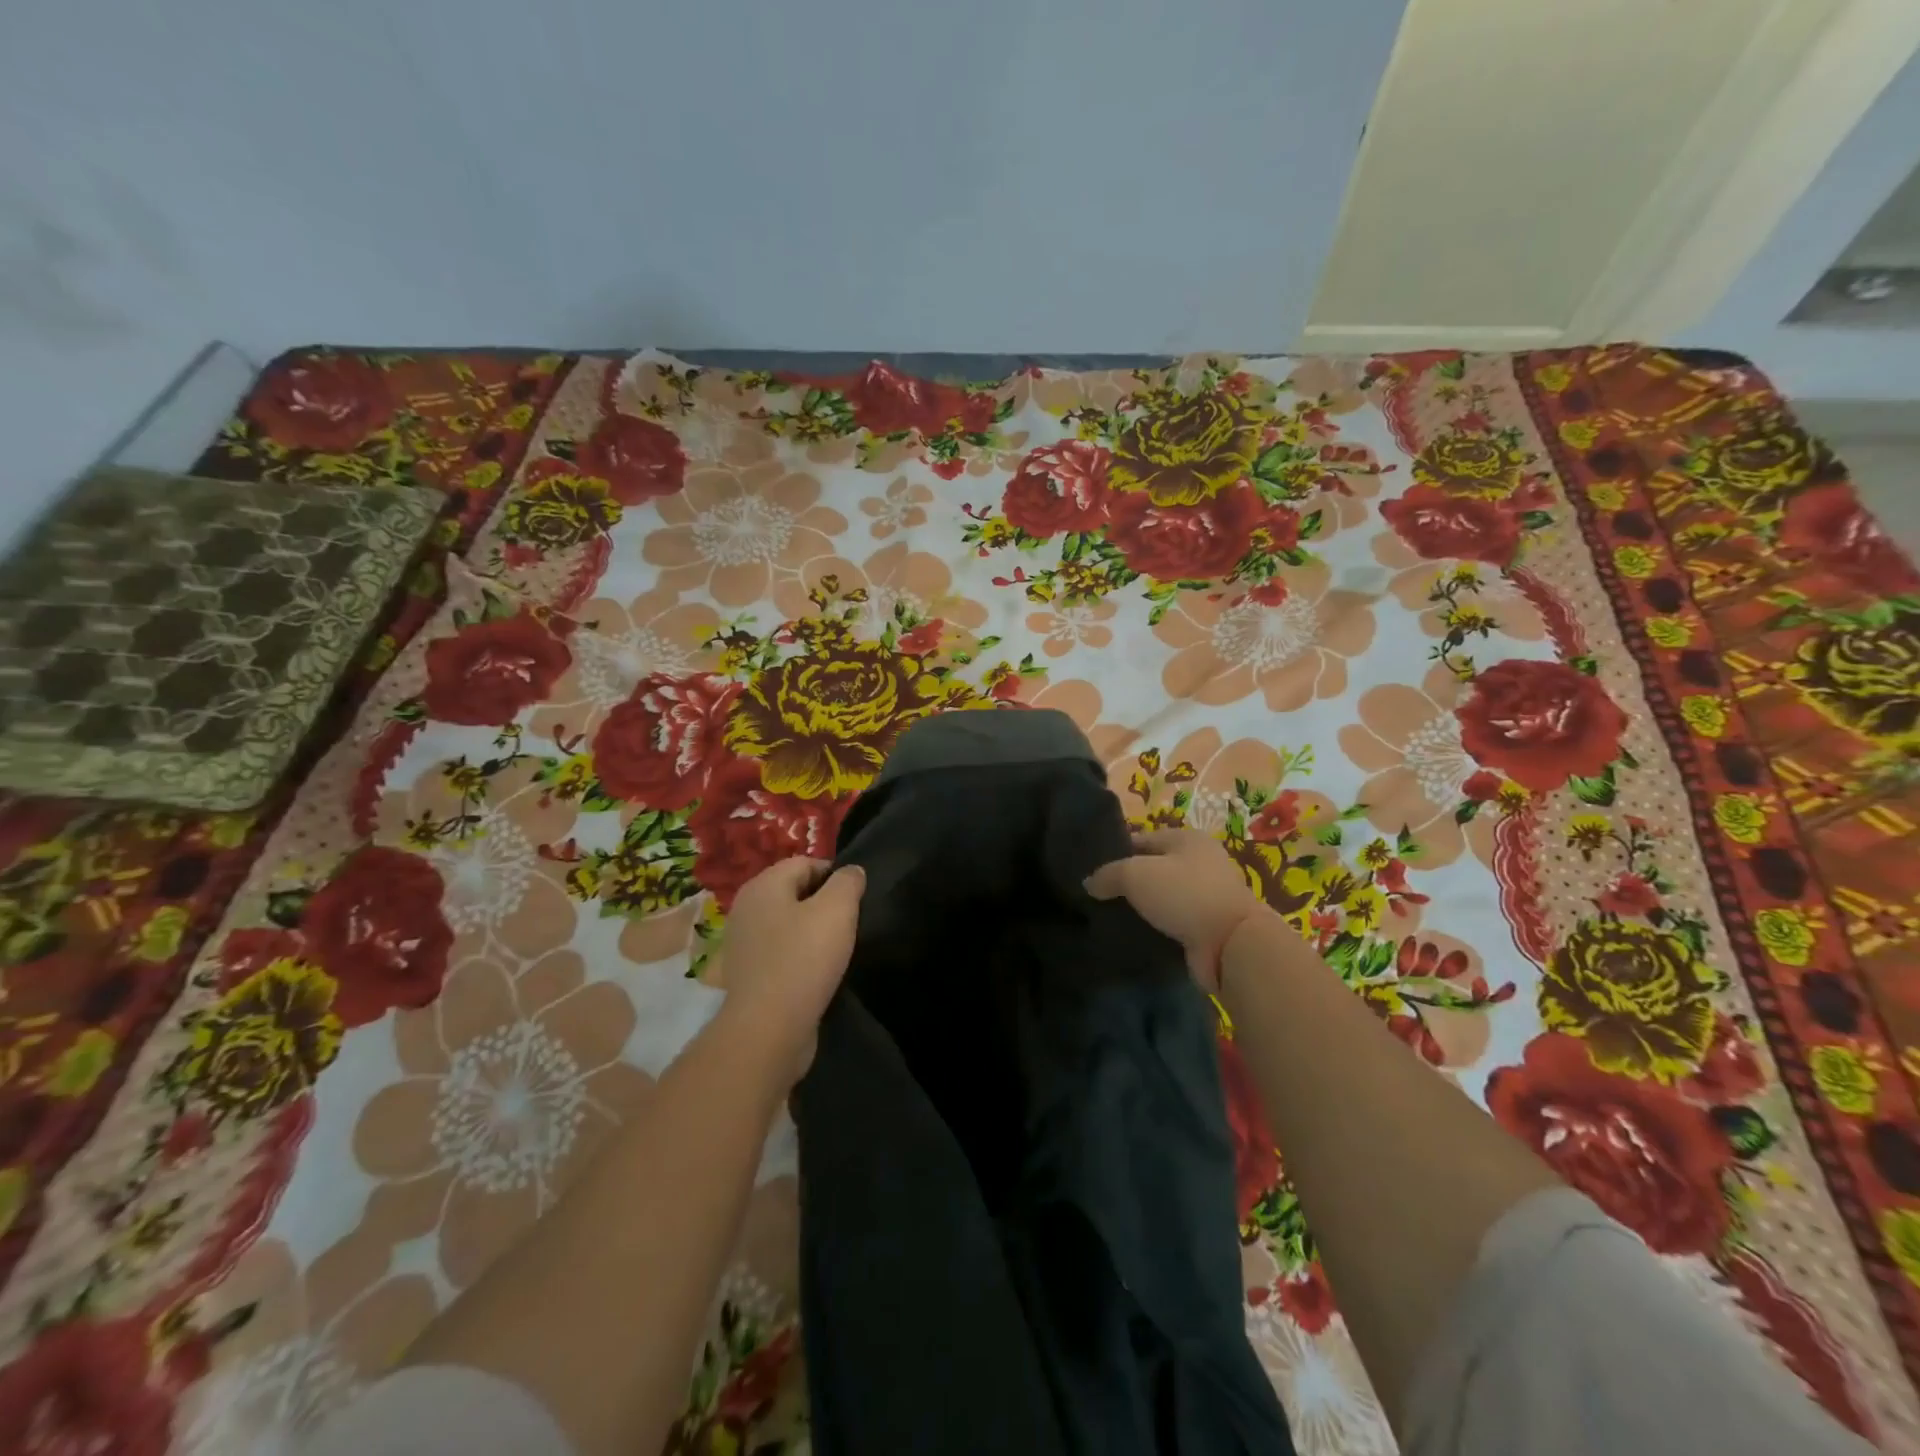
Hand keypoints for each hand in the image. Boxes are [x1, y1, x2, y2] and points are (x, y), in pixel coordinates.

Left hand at [716, 857, 865, 1083]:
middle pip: (795, 892)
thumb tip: (851, 871)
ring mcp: (744, 943)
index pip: (806, 863)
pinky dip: (800, 958)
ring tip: (836, 951)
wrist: (768, 1029)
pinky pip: (781, 953)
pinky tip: (817, 974)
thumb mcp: (837, 910)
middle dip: (824, 904)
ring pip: (788, 924)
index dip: (835, 876)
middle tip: (849, 925)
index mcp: (763, 885)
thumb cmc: (804, 958)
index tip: (856, 900)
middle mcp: (746, 908)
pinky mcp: (749, 974)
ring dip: (813, 933)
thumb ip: (848, 882)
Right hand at [1084, 829, 1260, 992]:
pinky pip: (1173, 921)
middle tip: (1097, 896)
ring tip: (1110, 917)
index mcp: (1187, 838)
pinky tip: (1134, 934)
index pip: (1141, 839)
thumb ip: (1108, 875)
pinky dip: (1156, 927)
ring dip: (1142, 907)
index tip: (1091, 871)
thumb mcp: (1135, 874)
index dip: (1115, 853)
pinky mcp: (1208, 926)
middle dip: (1127, 882)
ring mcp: (1207, 895)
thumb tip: (1089, 883)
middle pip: (1153, 868)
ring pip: (1162, 897)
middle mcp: (1201, 862)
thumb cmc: (1184, 894)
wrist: (1232, 944)